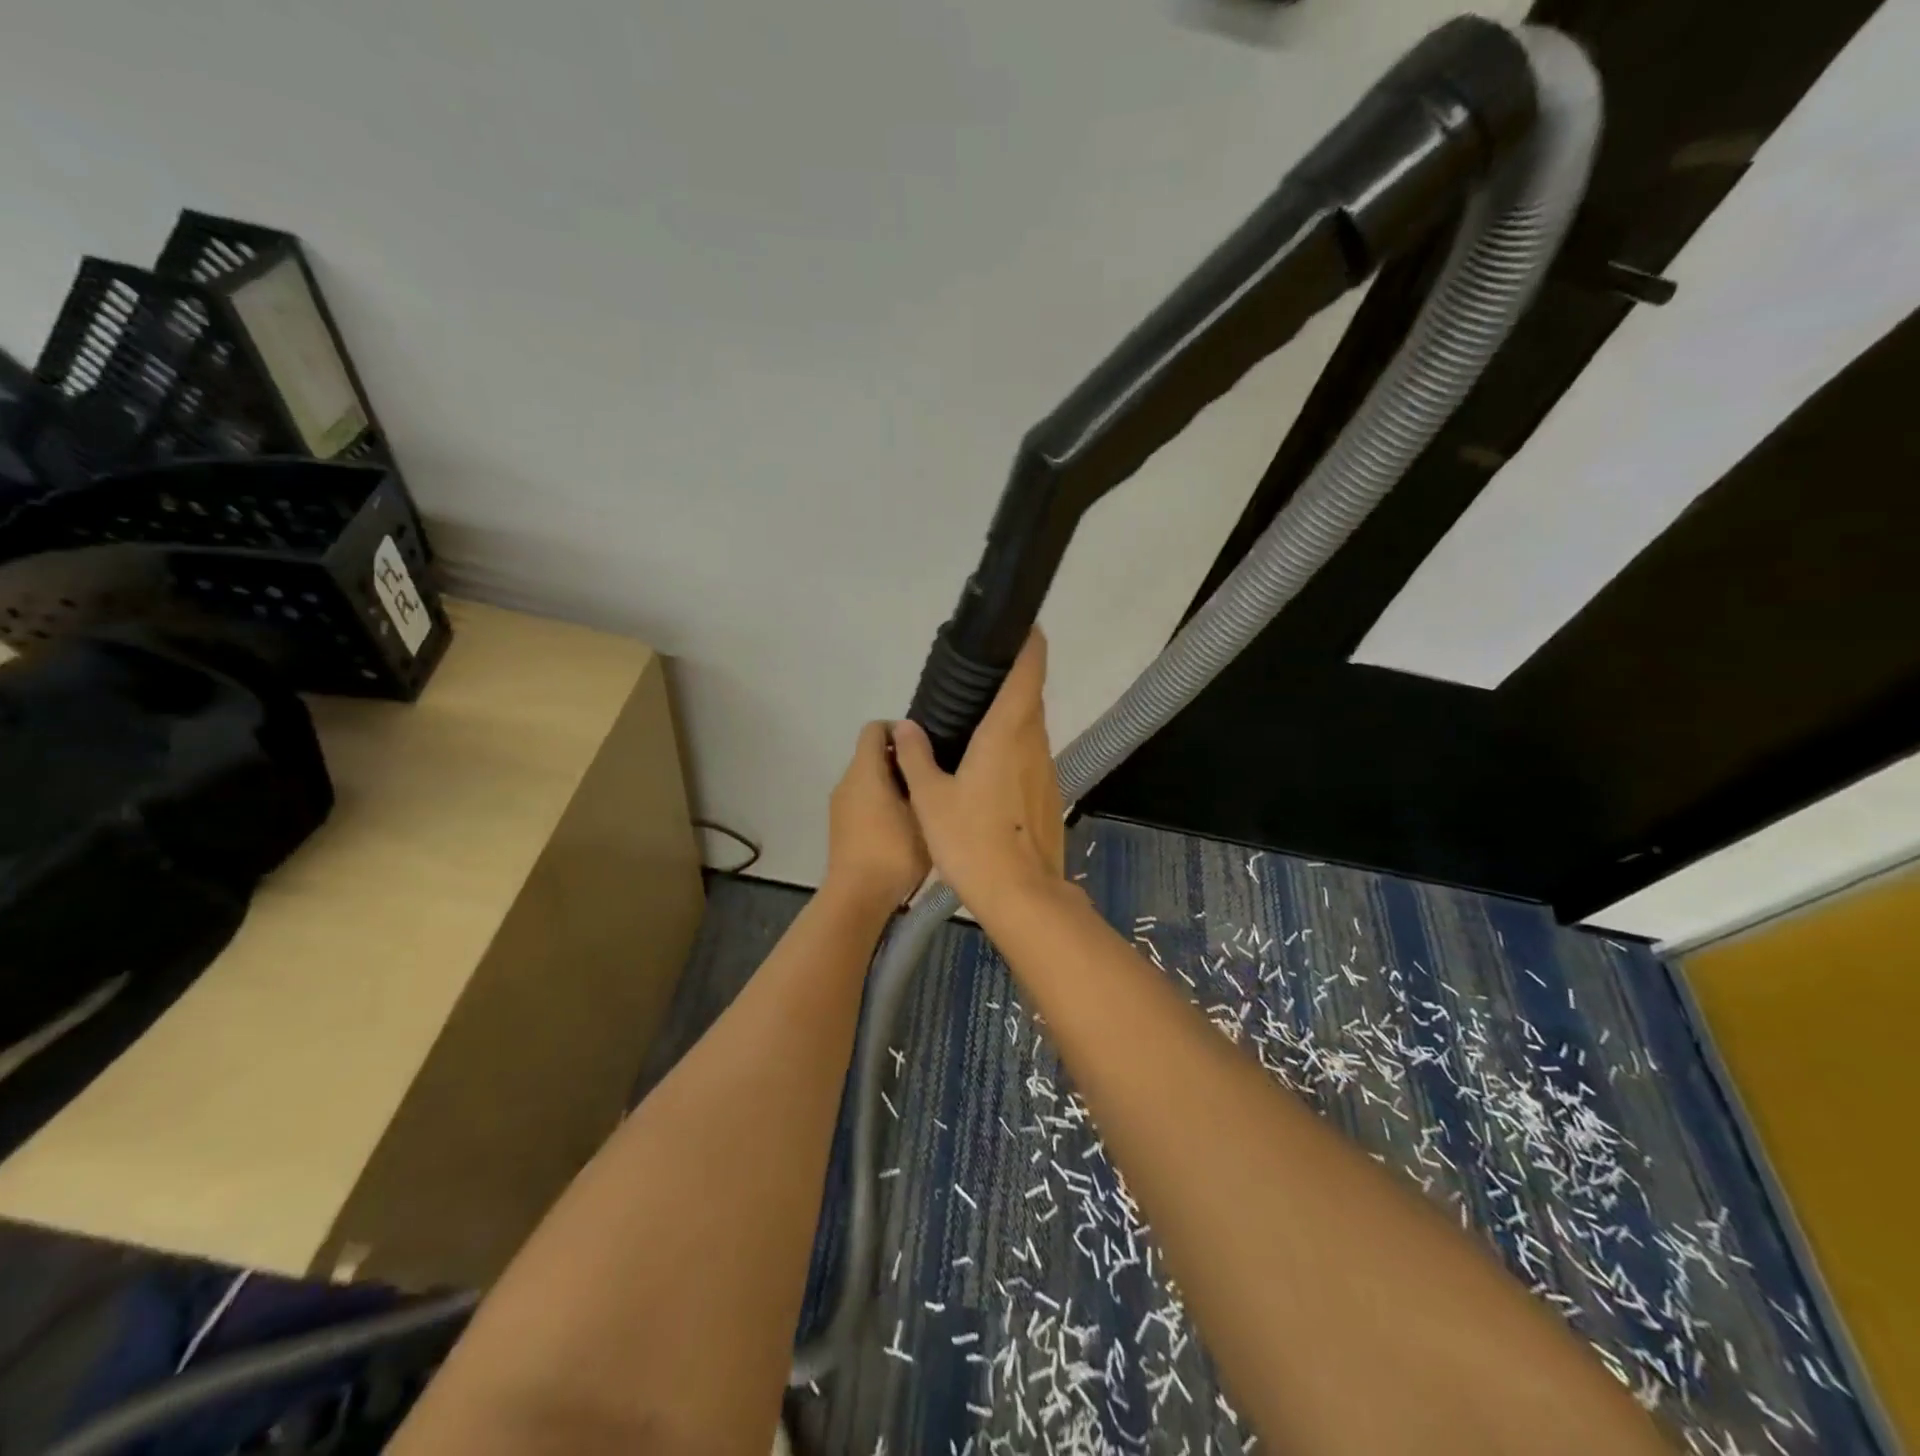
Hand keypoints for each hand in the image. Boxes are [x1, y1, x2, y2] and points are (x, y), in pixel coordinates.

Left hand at [825, 721, 930, 913]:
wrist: (858, 898)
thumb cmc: (894, 851)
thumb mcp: (920, 811)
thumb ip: (919, 772)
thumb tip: (916, 744)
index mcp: (864, 771)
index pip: (875, 728)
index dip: (900, 729)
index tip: (927, 746)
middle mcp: (847, 782)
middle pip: (873, 754)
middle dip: (902, 759)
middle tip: (933, 776)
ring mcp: (841, 806)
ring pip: (869, 779)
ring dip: (895, 783)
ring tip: (926, 802)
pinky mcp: (842, 827)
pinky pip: (864, 800)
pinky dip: (884, 802)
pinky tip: (908, 824)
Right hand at [891, 631, 1065, 914]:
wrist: (1020, 894)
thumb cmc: (970, 840)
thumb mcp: (930, 798)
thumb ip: (915, 757)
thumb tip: (903, 726)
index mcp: (1006, 733)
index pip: (1028, 673)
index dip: (1030, 645)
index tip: (1023, 627)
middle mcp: (1033, 743)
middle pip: (1031, 698)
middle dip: (1014, 680)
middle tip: (982, 676)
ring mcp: (1046, 770)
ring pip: (1033, 729)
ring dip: (1014, 716)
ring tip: (980, 719)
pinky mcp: (1049, 795)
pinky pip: (1032, 757)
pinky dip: (1016, 747)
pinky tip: (991, 767)